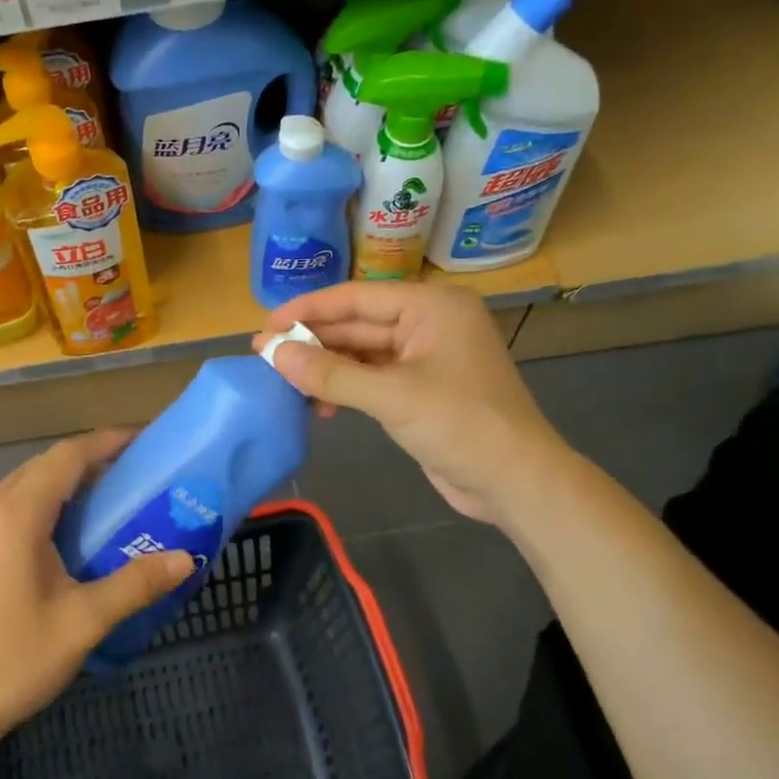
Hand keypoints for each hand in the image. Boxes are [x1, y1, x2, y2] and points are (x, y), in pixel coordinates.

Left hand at [0, 431, 193, 759]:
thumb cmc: (14, 664)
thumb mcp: (84, 623)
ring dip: (42, 495)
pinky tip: (21, 559)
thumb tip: (184, 560)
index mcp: (15, 519)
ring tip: (75, 517)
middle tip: (116, 480)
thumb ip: (136, 584)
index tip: (135, 440)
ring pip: (3, 496)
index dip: (103, 443)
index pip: (65, 458)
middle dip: (77, 468)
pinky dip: (9, 524)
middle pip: (34, 472)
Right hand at [256, 282, 566, 528]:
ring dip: (326, 368)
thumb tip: (272, 353)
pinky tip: (319, 405)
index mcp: (431, 306)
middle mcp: (429, 323)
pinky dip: (345, 388)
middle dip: (313, 341)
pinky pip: (372, 377)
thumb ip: (330, 373)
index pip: (357, 297)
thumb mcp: (391, 396)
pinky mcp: (421, 388)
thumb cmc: (460, 425)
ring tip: (285, 383)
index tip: (266, 325)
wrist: (514, 481)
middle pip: (357, 324)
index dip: (308, 309)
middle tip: (264, 355)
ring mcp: (426, 357)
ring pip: (362, 353)